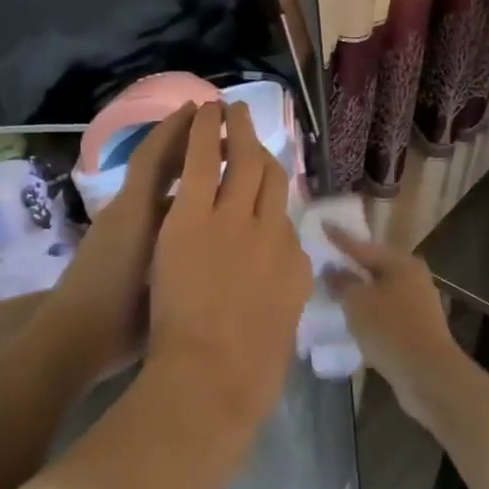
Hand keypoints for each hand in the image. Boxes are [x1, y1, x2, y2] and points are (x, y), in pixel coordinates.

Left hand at [39, 104, 196, 382]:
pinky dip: (171, 199)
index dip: (176, 130)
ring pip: (152, 188)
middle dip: (179, 141)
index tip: (202, 109)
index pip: (154, 156)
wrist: (70, 343)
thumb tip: (211, 206)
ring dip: (178, 171)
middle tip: (214, 127)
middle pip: (152, 164)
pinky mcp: (114, 246)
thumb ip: (182, 240)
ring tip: (214, 165)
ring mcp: (117, 228)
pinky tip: (194, 212)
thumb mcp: (158, 274)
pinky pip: (149, 209)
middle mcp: (125, 211)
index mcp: (135, 211)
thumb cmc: (118, 313)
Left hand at [145, 101, 310, 439]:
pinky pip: (203, 160)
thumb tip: (283, 285)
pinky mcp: (195, 215)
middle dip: (261, 148)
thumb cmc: (245, 376)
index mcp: (292, 266)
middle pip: (271, 178)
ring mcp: (234, 220)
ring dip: (237, 130)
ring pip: (243, 160)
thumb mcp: (279, 334)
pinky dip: (205, 132)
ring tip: (231, 108)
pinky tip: (205, 111)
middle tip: (252, 125)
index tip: (263, 179)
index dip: (273, 192)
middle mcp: (273, 232)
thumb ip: (281, 301)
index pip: (285, 217)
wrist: (213, 380)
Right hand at [328, 229, 469, 432]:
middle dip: (352, 265)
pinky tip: (354, 318)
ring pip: (381, 290)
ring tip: (335, 290)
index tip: (322, 225)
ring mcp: (418, 304)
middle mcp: (413, 278)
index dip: (339, 238)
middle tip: (327, 259)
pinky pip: (386, 311)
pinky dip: (369, 311)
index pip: (362, 246)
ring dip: (360, 291)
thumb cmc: (390, 330)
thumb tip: (332, 269)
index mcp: (400, 264)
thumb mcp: (357, 302)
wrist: (429, 375)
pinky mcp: (417, 327)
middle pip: (375, 266)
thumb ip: (341, 282)